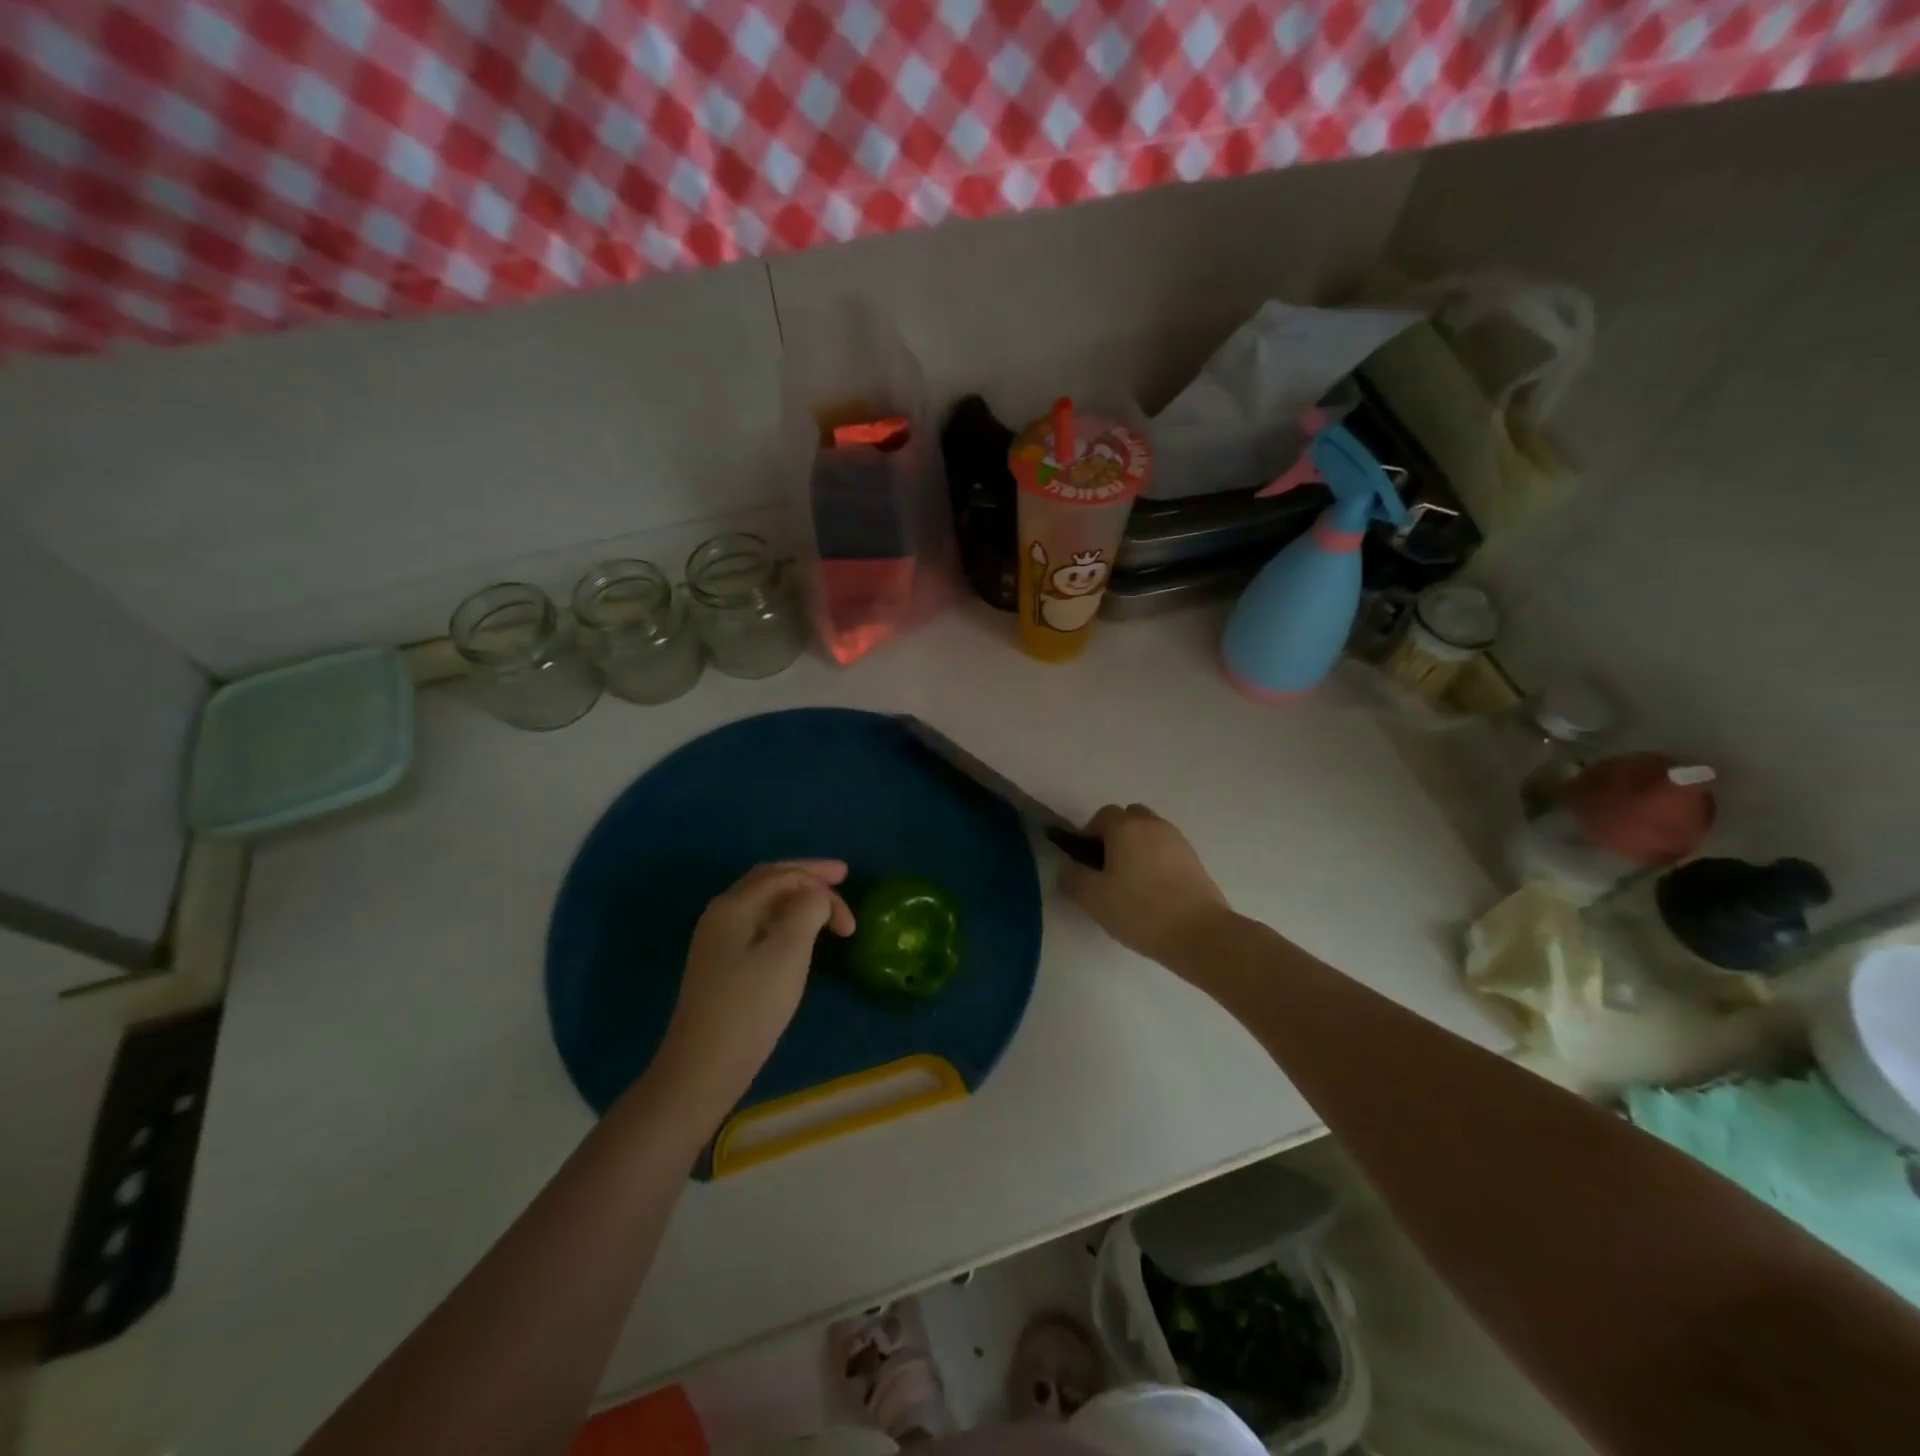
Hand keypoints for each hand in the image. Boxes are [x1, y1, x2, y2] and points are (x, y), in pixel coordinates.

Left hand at [655, 861, 854, 1107]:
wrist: (703, 1067)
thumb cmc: (750, 1005)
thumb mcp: (788, 951)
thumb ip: (808, 909)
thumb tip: (815, 897)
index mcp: (734, 905)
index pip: (784, 875)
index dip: (822, 883)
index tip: (852, 918)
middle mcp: (721, 915)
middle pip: (769, 880)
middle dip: (807, 876)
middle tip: (841, 876)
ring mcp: (718, 941)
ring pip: (764, 903)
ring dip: (797, 897)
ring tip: (826, 904)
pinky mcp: (722, 966)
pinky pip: (759, 925)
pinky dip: (786, 919)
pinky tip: (798, 933)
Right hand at [1060, 805, 1230, 972]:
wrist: (1199, 934)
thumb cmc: (1139, 910)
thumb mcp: (1092, 898)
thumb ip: (1071, 877)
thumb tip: (1066, 866)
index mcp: (1125, 827)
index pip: (1101, 816)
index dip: (1089, 835)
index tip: (1086, 864)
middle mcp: (1152, 824)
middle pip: (1128, 818)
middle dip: (1115, 836)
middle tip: (1108, 869)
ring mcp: (1177, 840)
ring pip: (1149, 833)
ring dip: (1137, 847)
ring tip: (1132, 883)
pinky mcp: (1194, 859)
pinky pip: (1166, 849)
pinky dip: (1156, 860)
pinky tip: (1154, 891)